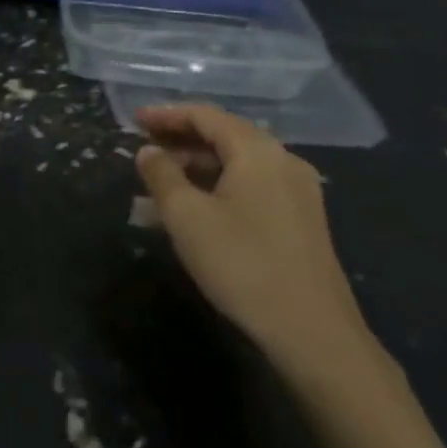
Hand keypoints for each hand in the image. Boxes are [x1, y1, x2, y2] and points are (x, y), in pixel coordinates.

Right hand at [135, 103, 370, 376]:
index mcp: (257, 151)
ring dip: (196, 166)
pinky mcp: (301, 221)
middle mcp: (283, 161)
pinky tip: (194, 208)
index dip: (166, 114)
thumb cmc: (242, 263)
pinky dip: (217, 186)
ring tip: (159, 181)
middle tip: (143, 147)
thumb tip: (148, 151)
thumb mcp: (186, 216)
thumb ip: (161, 175)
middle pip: (225, 135)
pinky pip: (251, 187)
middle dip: (180, 139)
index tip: (134, 120)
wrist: (312, 332)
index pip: (206, 115)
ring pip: (238, 164)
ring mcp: (298, 192)